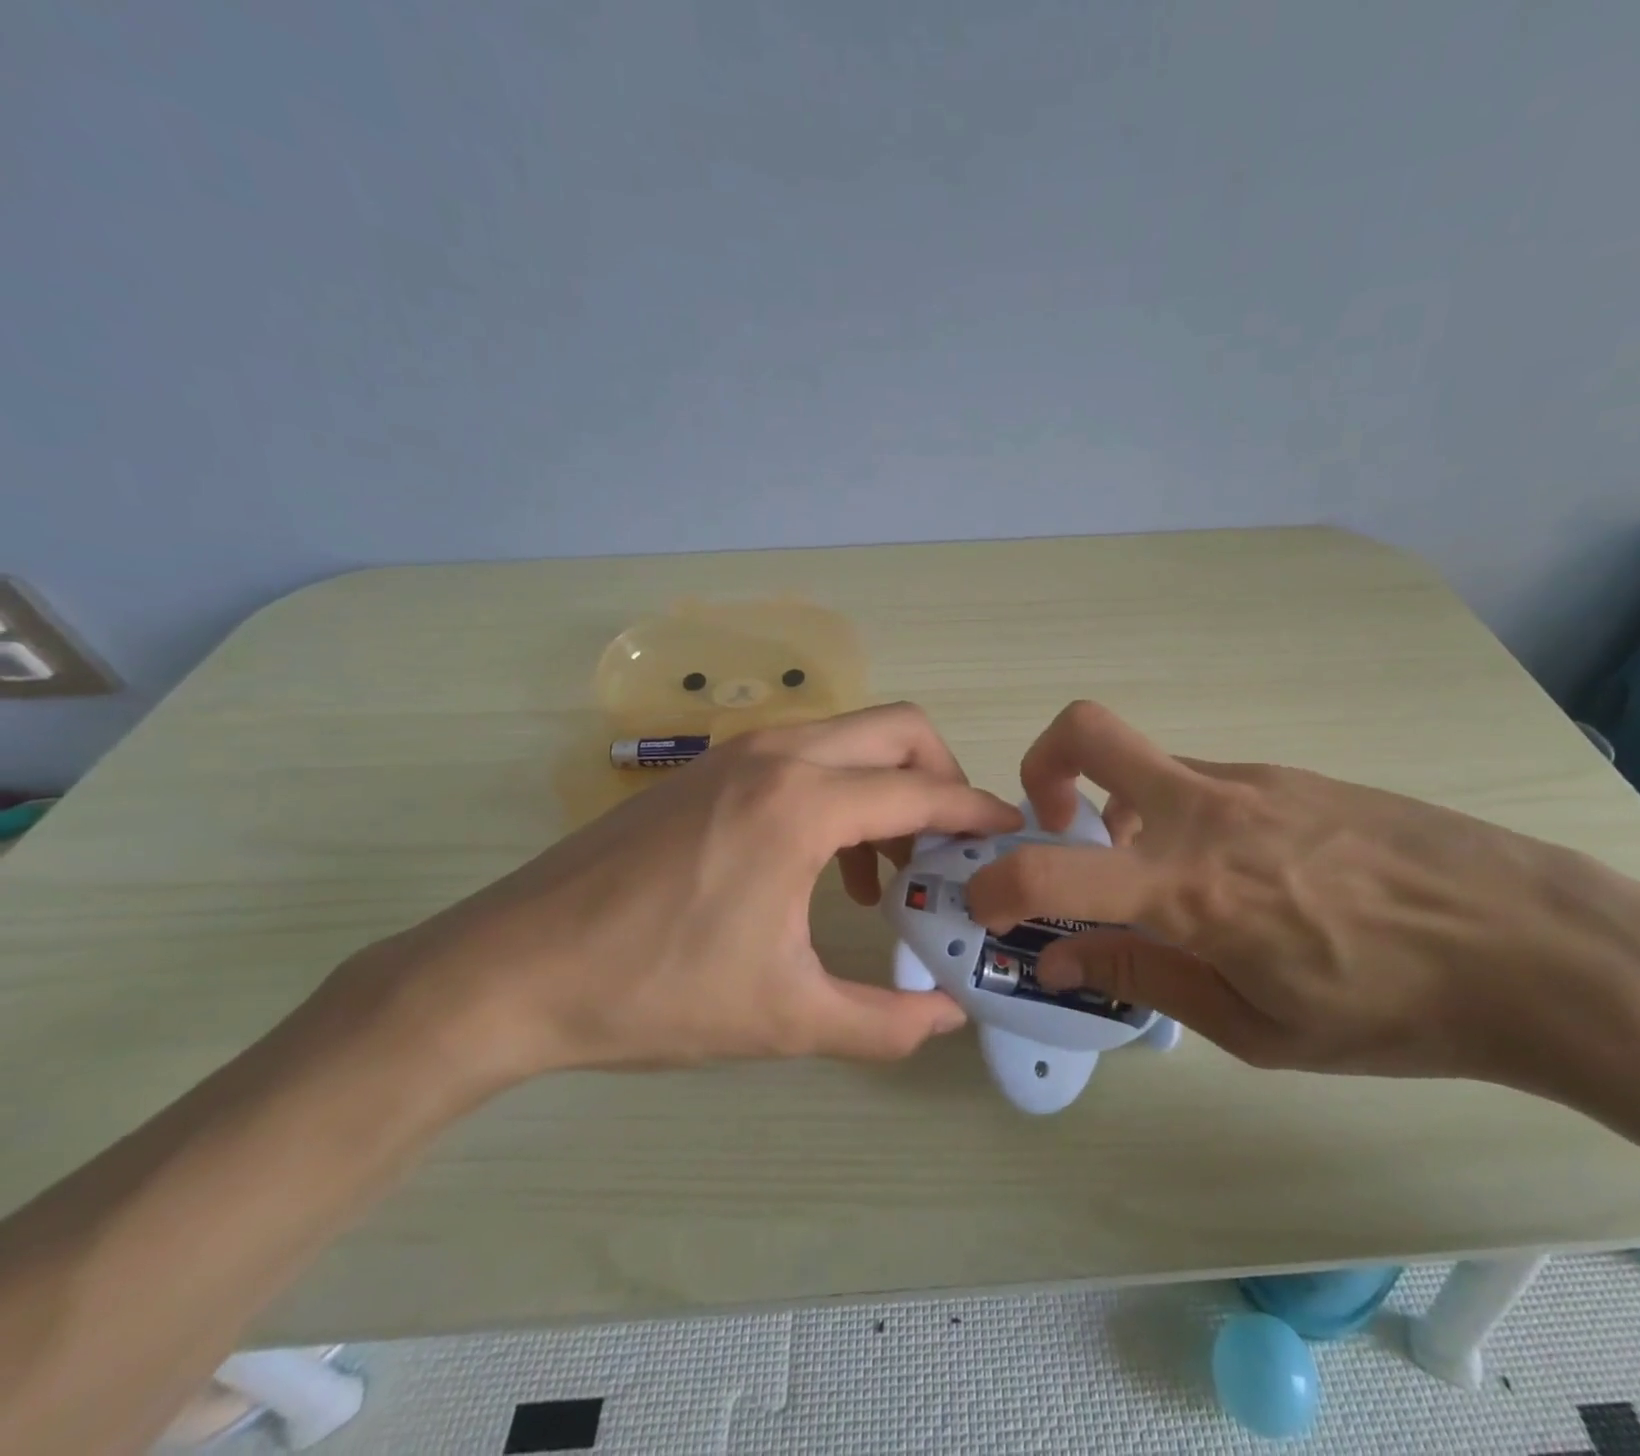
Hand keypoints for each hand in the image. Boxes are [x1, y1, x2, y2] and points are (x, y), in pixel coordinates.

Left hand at [331, 704, 1022, 1087]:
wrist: (508, 970)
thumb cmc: (652, 992)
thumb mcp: (784, 1018)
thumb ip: (883, 1022)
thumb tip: (949, 1019)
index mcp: (803, 805)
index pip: (923, 792)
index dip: (978, 813)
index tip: (1012, 834)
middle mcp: (778, 755)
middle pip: (899, 729)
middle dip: (943, 777)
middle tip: (952, 844)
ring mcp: (737, 753)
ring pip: (850, 736)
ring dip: (888, 786)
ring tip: (888, 868)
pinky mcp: (707, 768)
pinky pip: (804, 755)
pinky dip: (840, 790)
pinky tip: (824, 864)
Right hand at [966, 701, 1639, 1095]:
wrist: (1535, 945)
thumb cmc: (1392, 1010)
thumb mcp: (1256, 1028)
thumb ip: (1146, 979)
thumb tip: (1061, 962)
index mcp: (1188, 888)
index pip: (1049, 870)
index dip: (995, 886)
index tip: (988, 906)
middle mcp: (1204, 811)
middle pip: (1085, 731)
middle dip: (1041, 766)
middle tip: (1055, 825)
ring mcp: (1250, 782)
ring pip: (1151, 769)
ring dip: (1126, 814)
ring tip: (1173, 888)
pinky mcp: (1291, 775)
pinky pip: (1207, 786)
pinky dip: (1185, 821)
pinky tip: (1245, 880)